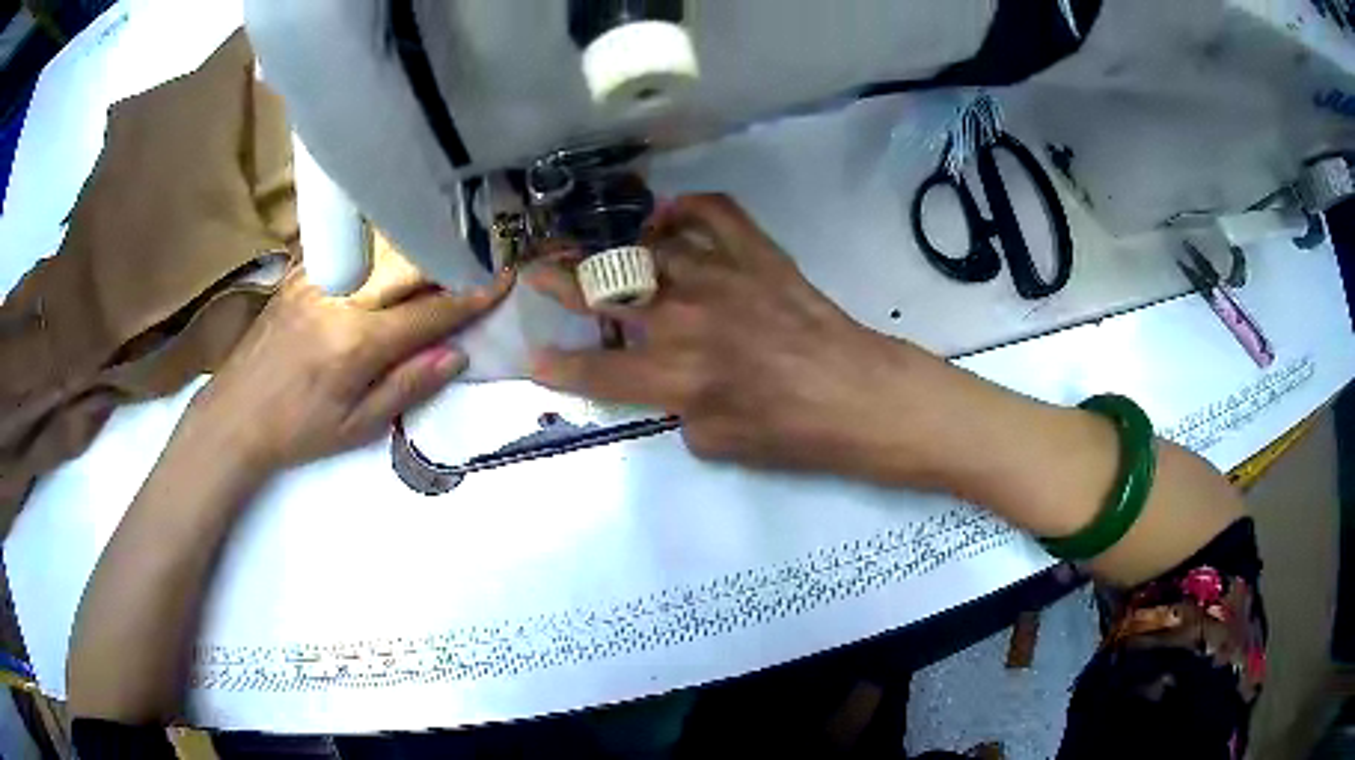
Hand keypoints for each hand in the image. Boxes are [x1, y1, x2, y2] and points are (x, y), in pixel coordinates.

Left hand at [189, 257, 511, 472]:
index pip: (429, 313)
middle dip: (449, 259)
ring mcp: (316, 279)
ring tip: (441, 246)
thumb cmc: (298, 430)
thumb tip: (458, 354)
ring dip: (416, 245)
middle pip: (408, 265)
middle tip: (479, 255)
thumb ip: (408, 386)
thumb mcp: (357, 426)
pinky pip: (346, 247)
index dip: (470, 298)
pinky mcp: (299, 273)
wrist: (235, 416)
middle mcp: (340, 299)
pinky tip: (387, 245)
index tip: (502, 279)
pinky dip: (375, 244)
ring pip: (379, 247)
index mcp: (357, 343)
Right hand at [528, 194, 937, 475]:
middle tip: (536, 270)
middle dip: (560, 282)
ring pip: (649, 250)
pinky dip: (687, 206)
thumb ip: (679, 412)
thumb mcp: (720, 444)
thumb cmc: (794, 432)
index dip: (557, 367)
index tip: (533, 357)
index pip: (597, 371)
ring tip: (602, 250)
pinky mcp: (756, 255)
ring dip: (615, 249)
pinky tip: (668, 215)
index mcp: (675, 377)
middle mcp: (686, 320)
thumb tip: (669, 385)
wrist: (858, 394)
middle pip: (606, 294)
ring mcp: (721, 279)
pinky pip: (713, 213)